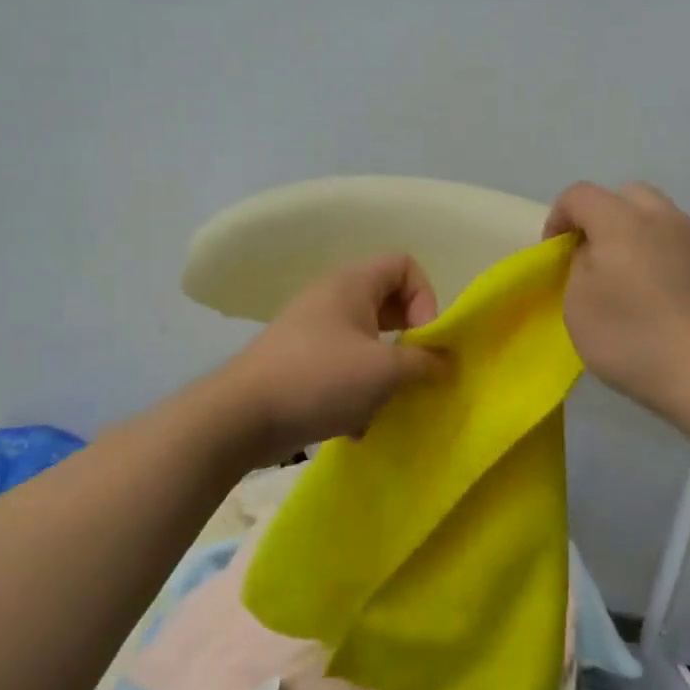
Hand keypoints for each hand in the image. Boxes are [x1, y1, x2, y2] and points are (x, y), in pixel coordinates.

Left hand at [220, 254, 449, 459]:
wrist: (243, 415)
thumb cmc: (320, 378)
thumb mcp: (384, 371)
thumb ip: (424, 363)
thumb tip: (446, 363)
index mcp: (352, 284)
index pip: (404, 265)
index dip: (425, 297)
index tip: (425, 338)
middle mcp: (332, 298)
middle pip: (387, 304)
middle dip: (408, 339)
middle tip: (415, 370)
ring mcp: (313, 331)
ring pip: (367, 341)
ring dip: (384, 372)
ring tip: (387, 402)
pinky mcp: (300, 362)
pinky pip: (343, 367)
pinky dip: (356, 391)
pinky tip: (356, 424)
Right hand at [544, 181, 689, 425]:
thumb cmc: (634, 340)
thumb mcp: (578, 307)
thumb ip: (578, 267)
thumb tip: (593, 254)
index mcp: (622, 222)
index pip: (579, 195)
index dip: (558, 218)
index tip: (554, 255)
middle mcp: (664, 219)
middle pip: (625, 196)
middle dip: (600, 218)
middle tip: (592, 259)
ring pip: (657, 219)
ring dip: (634, 238)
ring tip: (626, 282)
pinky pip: (680, 247)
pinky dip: (661, 259)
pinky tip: (659, 301)